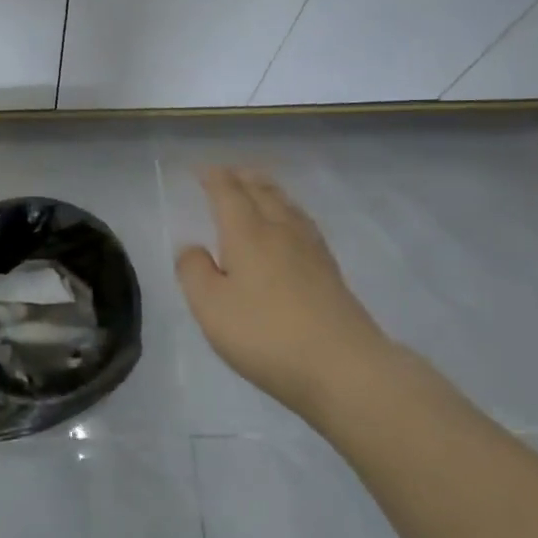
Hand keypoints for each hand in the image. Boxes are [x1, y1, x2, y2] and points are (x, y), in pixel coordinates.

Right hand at [175, 167, 392, 422]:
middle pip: (262, 192)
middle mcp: (280, 231)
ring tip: (258, 187)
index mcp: (247, 233)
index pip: (228, 193)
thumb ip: (194, 272)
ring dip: (268, 190)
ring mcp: (311, 250)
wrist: (344, 367)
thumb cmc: (266, 335)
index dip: (213, 178)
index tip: (201, 170)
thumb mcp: (211, 307)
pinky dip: (289, 211)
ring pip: (286, 205)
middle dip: (242, 178)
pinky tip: (292, 226)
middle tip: (228, 172)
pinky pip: (303, 224)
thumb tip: (193, 247)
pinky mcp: (330, 272)